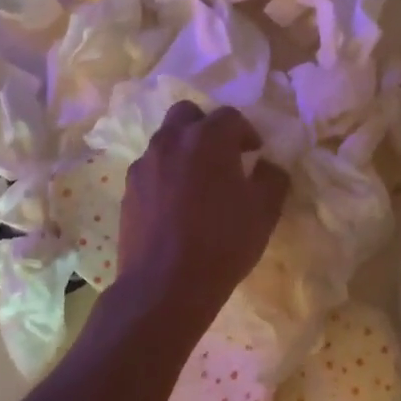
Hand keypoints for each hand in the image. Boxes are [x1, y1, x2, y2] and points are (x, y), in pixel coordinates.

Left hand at [117, 102, 289, 328]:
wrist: (164, 286)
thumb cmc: (222, 243)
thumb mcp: (265, 211)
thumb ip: (272, 177)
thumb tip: (268, 165)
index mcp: (208, 138)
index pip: (230, 116)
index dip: (246, 132)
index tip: (254, 154)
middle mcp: (172, 141)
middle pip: (188, 114)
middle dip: (206, 127)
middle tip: (222, 155)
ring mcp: (145, 164)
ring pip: (166, 140)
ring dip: (184, 149)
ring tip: (197, 182)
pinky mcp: (128, 189)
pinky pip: (151, 168)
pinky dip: (165, 174)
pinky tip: (176, 204)